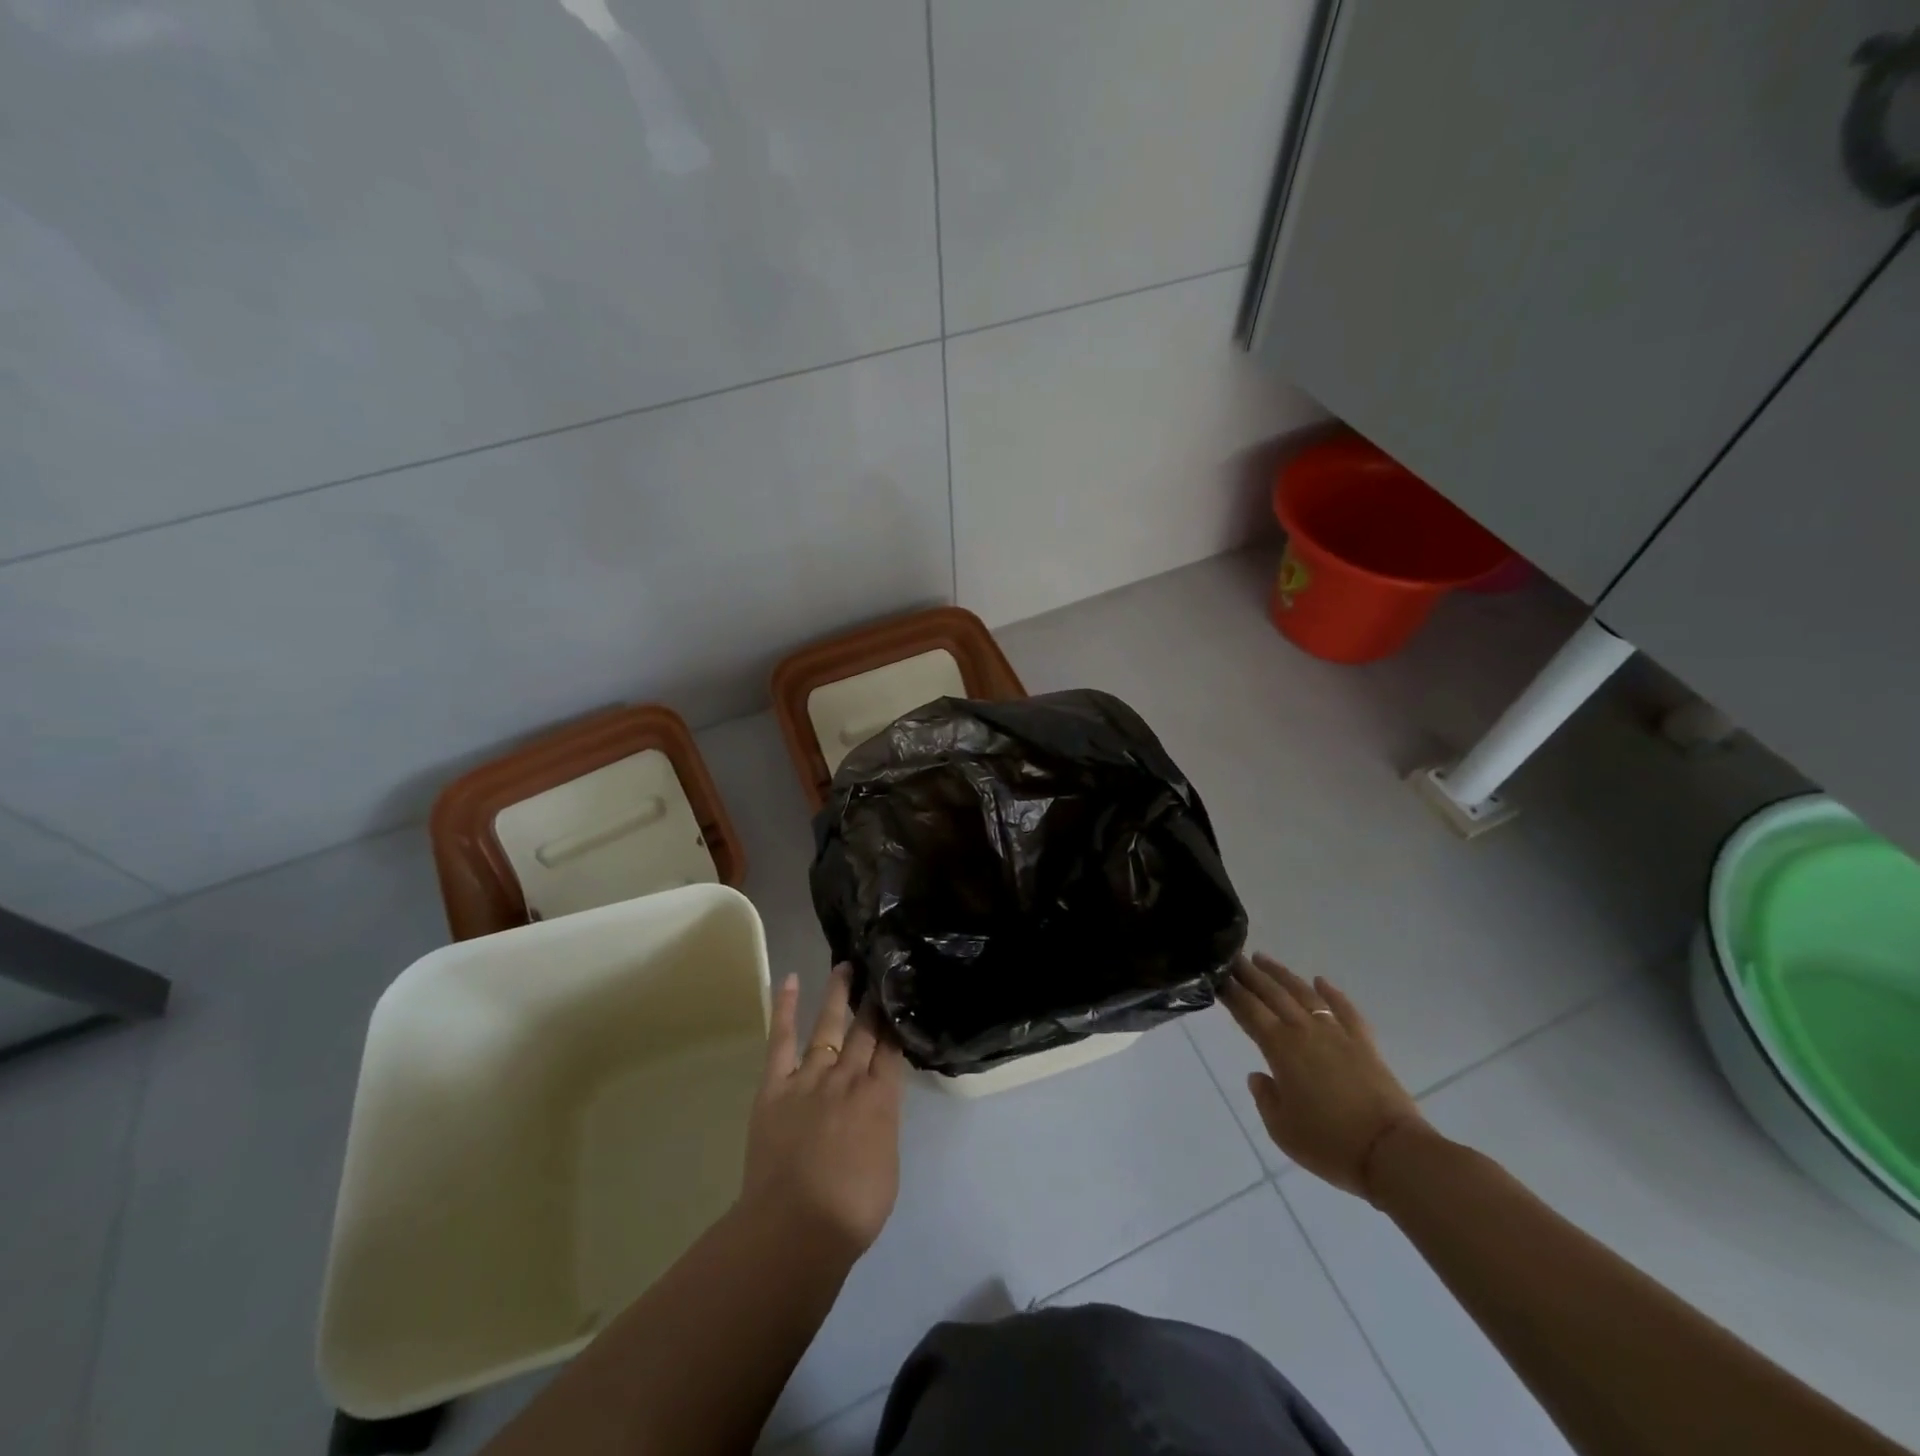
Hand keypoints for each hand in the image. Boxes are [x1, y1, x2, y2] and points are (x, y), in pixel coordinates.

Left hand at [741, 964, 904, 1255]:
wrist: (794, 1228)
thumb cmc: (851, 1210)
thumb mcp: (888, 1165)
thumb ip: (882, 1125)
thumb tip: (877, 1104)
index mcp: (880, 1098)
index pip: (892, 1048)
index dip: (896, 1020)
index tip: (899, 995)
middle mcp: (848, 1077)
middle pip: (865, 1030)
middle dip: (873, 1000)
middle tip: (879, 971)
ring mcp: (810, 1077)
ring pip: (828, 1025)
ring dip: (837, 994)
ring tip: (845, 966)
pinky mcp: (776, 1085)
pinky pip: (781, 1040)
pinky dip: (784, 1009)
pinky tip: (789, 981)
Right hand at [1221, 953, 1428, 1200]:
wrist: (1392, 1153)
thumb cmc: (1329, 1143)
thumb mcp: (1281, 1128)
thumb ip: (1265, 1097)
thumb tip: (1259, 1075)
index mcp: (1279, 1047)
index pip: (1248, 1010)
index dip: (1230, 991)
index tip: (1216, 975)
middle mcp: (1304, 1031)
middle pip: (1272, 993)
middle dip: (1250, 974)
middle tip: (1233, 957)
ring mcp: (1337, 1033)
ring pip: (1304, 994)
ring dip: (1282, 974)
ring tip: (1264, 959)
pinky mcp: (1364, 1043)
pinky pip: (1345, 1010)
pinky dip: (1332, 993)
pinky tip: (1321, 981)